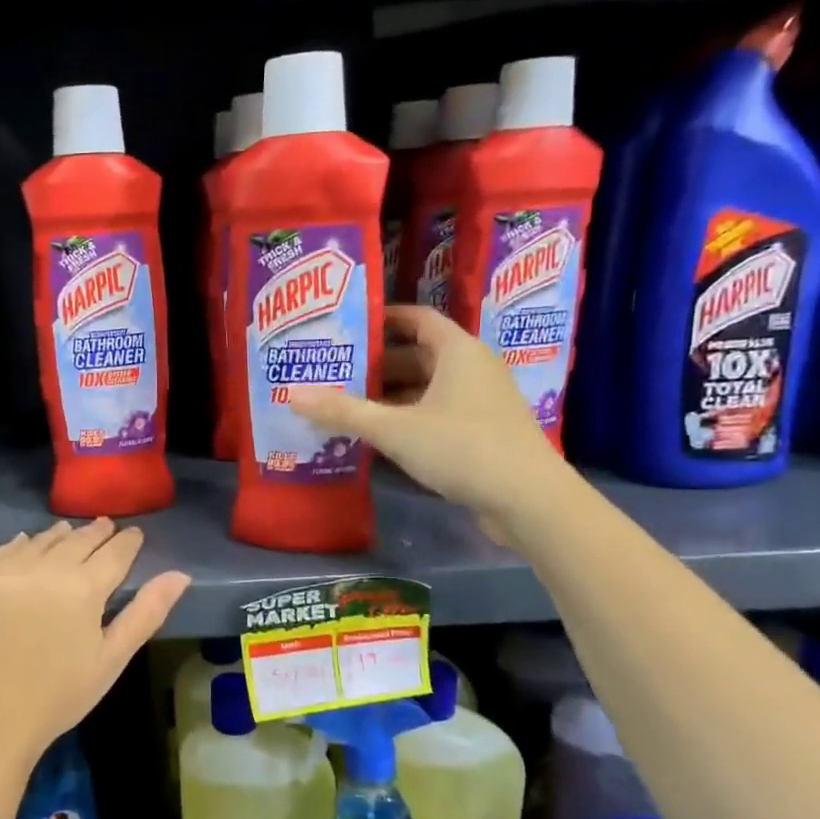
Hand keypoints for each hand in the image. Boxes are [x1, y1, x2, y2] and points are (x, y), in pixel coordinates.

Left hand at [0, 519, 190, 775]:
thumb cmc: (60, 695)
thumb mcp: (112, 658)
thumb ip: (147, 612)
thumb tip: (180, 575)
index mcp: (84, 587)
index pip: (115, 551)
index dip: (128, 541)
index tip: (134, 534)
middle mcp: (45, 567)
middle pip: (78, 539)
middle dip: (96, 533)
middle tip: (106, 527)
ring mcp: (5, 570)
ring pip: (42, 540)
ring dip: (60, 536)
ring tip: (70, 534)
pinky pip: (4, 550)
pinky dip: (22, 545)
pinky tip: (28, 545)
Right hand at [288, 305, 562, 531]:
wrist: (529, 500)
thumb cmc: (462, 447)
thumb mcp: (394, 429)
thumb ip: (343, 411)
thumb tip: (290, 394)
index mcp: (457, 351)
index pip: (416, 318)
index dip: (382, 319)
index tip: (345, 327)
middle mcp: (472, 368)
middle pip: (418, 354)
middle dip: (376, 364)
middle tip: (333, 371)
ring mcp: (481, 402)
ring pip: (427, 388)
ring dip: (390, 395)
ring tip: (346, 404)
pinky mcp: (483, 432)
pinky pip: (437, 413)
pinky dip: (408, 418)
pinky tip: (378, 436)